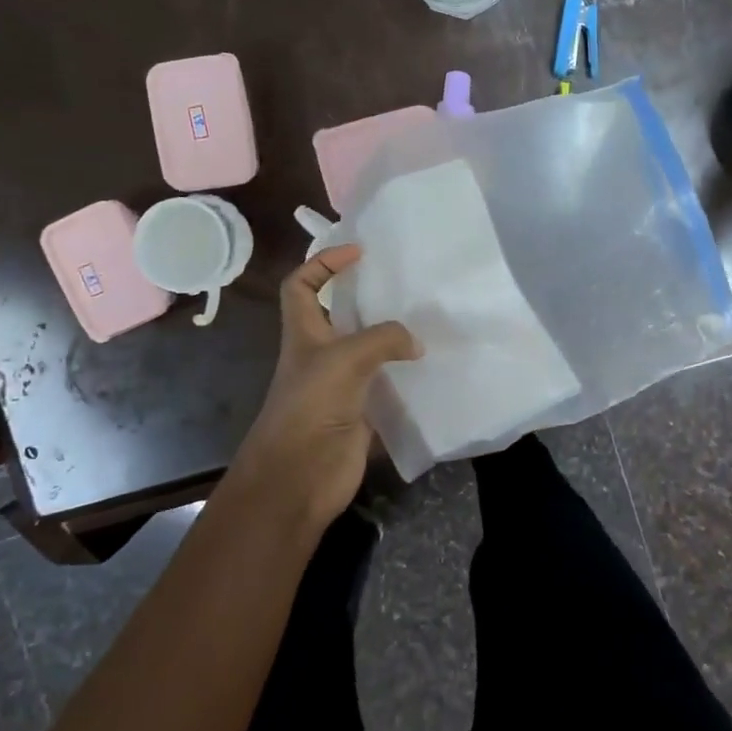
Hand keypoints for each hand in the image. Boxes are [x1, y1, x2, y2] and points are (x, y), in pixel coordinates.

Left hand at [223, 246, 419, 533]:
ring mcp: (341, 385)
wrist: (300, 477)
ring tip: (427, 321)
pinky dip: (405, 376)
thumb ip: (383, 339)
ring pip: (369, 350)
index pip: (301, 285)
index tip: (358, 253)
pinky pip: (386, 384)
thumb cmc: (310, 407)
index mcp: (303, 334)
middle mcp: (321, 354)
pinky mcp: (362, 411)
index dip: (323, 263)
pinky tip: (431, 368)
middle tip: (405, 286)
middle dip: (367, 297)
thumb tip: (416, 343)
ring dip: (392, 338)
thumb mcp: (345, 359)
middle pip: (340, 315)